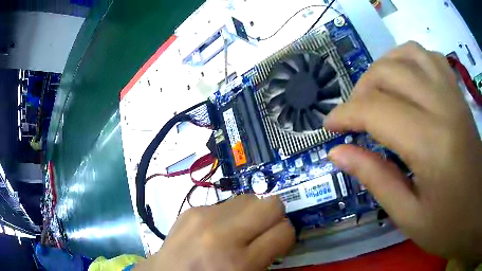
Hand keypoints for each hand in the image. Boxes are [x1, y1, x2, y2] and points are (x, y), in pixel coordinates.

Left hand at [134, 195, 294, 270]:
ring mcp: (203, 217)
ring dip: (252, 214)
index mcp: (238, 261)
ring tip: (241, 231)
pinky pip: (227, 203)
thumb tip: (282, 233)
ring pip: (251, 198)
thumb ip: (267, 256)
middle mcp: (221, 234)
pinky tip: (219, 230)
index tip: (279, 243)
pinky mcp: (192, 209)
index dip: (286, 236)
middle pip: (271, 204)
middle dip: (274, 217)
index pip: (284, 231)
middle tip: (264, 233)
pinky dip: (232, 215)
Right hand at [325, 41, 481, 260]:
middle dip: (360, 91)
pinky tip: (404, 78)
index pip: (377, 110)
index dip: (345, 114)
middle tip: (353, 117)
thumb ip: (375, 179)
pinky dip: (408, 59)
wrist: (475, 211)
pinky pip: (428, 56)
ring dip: (382, 68)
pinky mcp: (458, 92)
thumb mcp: (408, 216)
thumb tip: (338, 152)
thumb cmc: (448, 225)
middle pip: (389, 72)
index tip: (330, 127)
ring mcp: (453, 94)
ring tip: (376, 92)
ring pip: (407, 54)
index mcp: (432, 145)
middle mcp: (443, 107)